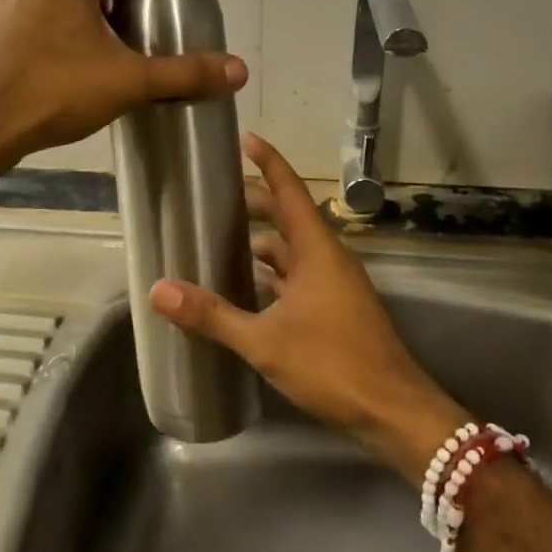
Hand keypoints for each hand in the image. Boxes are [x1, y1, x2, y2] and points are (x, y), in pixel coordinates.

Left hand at [0, 0, 247, 169]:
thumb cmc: (55, 92)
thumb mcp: (129, 82)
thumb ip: (185, 74)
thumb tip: (240, 70)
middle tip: (151, 12)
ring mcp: (3, 1)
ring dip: (88, 8)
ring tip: (109, 34)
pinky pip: (33, 18)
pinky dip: (57, 27)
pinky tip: (64, 54)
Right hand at [151, 133, 469, 484]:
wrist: (393, 412)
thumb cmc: (332, 364)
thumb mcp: (265, 341)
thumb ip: (212, 315)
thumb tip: (159, 291)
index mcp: (317, 250)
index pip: (290, 191)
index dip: (268, 162)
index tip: (246, 139)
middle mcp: (328, 258)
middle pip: (289, 217)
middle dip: (256, 204)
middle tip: (215, 198)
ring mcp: (335, 285)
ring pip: (294, 250)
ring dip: (263, 243)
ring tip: (222, 242)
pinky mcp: (337, 309)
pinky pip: (299, 277)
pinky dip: (274, 275)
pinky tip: (248, 290)